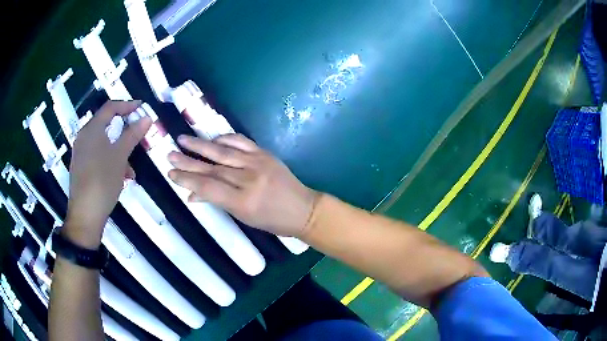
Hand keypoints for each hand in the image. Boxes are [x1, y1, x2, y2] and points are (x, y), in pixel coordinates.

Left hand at [65, 101, 151, 247]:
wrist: (85, 215)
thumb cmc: (102, 180)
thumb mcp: (120, 156)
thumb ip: (132, 135)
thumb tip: (147, 117)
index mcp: (91, 129)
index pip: (110, 108)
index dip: (127, 105)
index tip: (142, 109)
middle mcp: (84, 137)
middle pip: (106, 125)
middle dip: (124, 131)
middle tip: (138, 136)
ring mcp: (81, 153)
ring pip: (103, 142)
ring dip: (118, 149)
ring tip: (130, 167)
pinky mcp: (81, 167)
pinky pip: (98, 155)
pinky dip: (110, 159)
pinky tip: (120, 175)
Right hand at [168, 134, 317, 237]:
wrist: (303, 209)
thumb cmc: (272, 221)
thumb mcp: (243, 217)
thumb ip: (217, 202)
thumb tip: (191, 195)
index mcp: (242, 201)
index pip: (207, 187)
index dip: (186, 180)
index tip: (170, 173)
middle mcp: (248, 179)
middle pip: (211, 168)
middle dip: (187, 161)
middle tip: (169, 154)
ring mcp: (257, 163)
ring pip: (223, 152)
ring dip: (201, 145)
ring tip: (182, 139)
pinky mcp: (264, 153)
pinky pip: (241, 142)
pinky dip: (225, 138)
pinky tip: (212, 138)